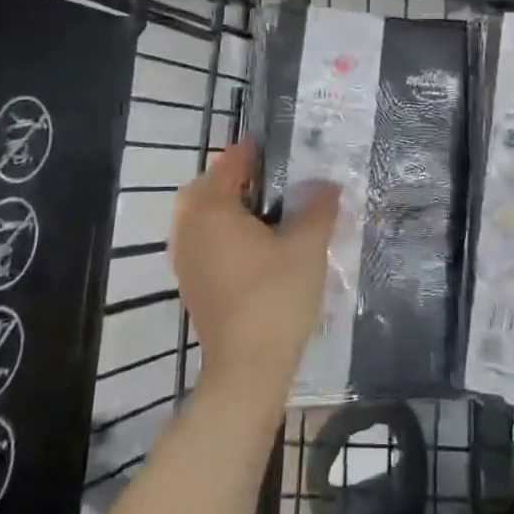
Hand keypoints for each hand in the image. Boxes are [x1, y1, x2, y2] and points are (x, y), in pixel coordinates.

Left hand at [169, 140, 338, 403]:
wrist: (248, 368)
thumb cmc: (276, 297)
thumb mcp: (307, 246)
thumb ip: (318, 208)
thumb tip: (328, 184)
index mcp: (213, 210)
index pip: (227, 166)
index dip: (248, 152)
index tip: (270, 145)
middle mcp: (190, 229)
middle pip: (203, 188)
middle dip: (228, 177)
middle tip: (262, 176)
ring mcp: (185, 259)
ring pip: (197, 217)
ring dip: (221, 205)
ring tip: (259, 208)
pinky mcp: (191, 284)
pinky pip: (199, 241)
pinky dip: (217, 231)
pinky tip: (249, 244)